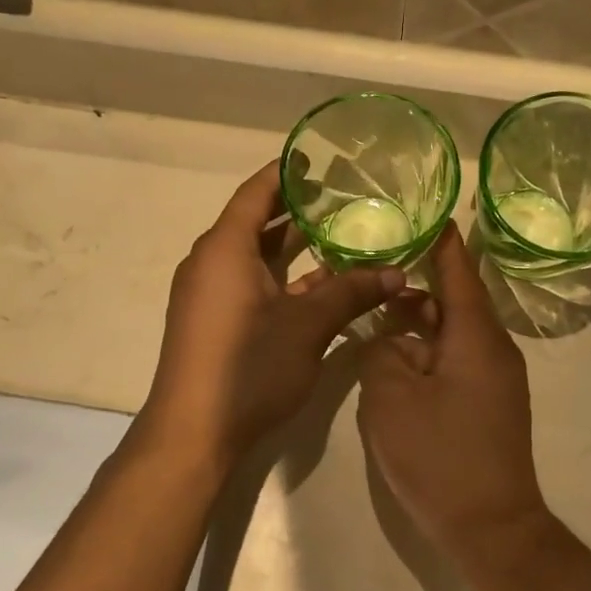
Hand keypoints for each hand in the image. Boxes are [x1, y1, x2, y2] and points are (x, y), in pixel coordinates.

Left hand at [139, 165, 405, 472]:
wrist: (193, 433)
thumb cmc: (248, 367)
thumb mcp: (307, 326)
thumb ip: (351, 293)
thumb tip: (397, 272)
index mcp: (226, 249)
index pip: (257, 192)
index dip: (287, 172)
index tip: (318, 158)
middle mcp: (212, 263)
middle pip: (257, 223)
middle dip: (298, 209)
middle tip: (343, 197)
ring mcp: (212, 295)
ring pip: (257, 258)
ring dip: (295, 249)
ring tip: (341, 235)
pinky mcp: (216, 323)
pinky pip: (252, 285)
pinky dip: (284, 280)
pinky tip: (322, 285)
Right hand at [357, 223, 550, 560]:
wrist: (490, 527)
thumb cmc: (439, 456)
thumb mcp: (391, 397)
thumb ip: (381, 352)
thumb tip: (388, 338)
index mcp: (476, 335)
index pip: (457, 269)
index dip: (438, 238)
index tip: (419, 210)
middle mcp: (493, 348)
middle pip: (452, 301)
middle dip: (413, 287)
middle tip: (371, 271)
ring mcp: (495, 379)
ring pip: (451, 334)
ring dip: (415, 325)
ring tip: (373, 318)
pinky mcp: (489, 404)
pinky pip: (455, 361)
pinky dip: (426, 353)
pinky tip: (394, 363)